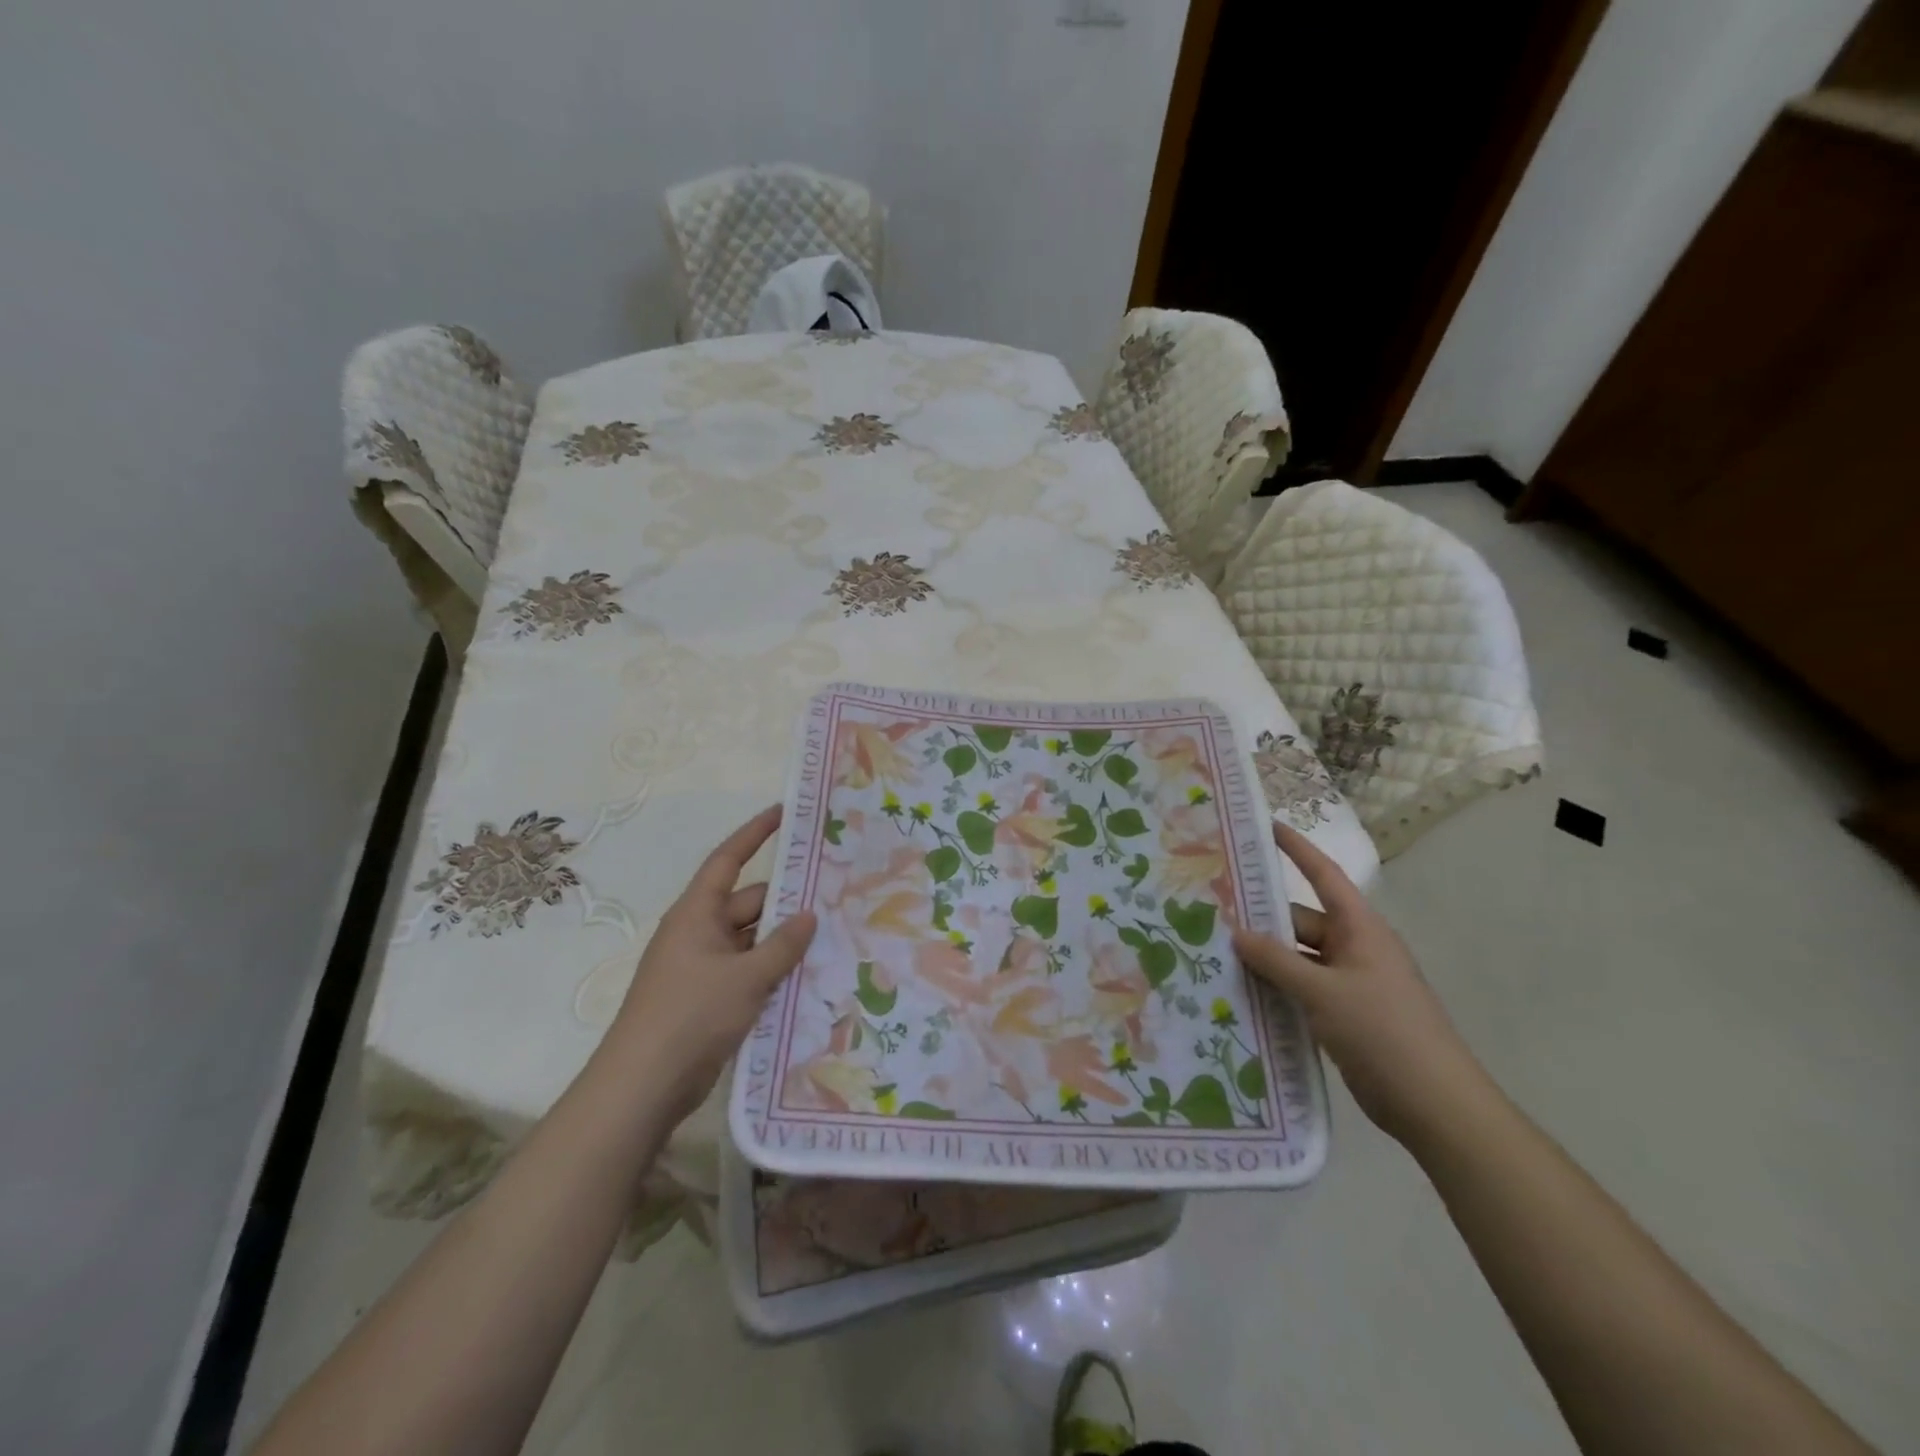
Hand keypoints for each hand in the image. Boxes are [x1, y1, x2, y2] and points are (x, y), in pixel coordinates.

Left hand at [604, 805, 816, 1120]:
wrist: (643, 1085)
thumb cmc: (691, 1014)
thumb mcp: (746, 977)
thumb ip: (782, 945)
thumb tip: (809, 914)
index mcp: (696, 913)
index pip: (728, 859)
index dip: (755, 833)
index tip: (784, 813)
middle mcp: (698, 933)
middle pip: (747, 903)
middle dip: (785, 900)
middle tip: (832, 894)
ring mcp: (702, 967)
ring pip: (751, 940)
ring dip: (782, 941)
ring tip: (831, 936)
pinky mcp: (708, 999)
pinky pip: (747, 971)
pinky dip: (772, 970)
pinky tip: (807, 976)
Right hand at [1233, 823, 1492, 1148]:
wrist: (1435, 1106)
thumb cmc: (1383, 1032)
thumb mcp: (1323, 992)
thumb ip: (1276, 961)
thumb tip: (1237, 933)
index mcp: (1360, 929)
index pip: (1323, 875)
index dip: (1296, 849)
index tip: (1264, 827)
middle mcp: (1355, 949)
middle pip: (1300, 921)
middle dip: (1261, 919)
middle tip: (1211, 911)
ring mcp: (1350, 983)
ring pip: (1297, 959)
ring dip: (1265, 960)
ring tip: (1215, 953)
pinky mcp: (1344, 1015)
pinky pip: (1302, 989)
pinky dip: (1276, 989)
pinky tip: (1240, 994)